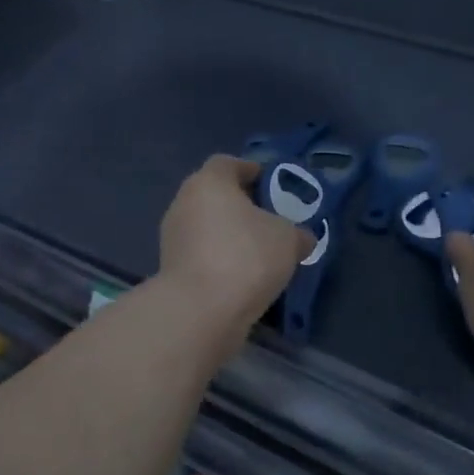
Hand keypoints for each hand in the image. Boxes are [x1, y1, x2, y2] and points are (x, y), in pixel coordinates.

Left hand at [158, 155, 312, 329]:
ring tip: (259, 253)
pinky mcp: (170, 269)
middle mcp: (183, 203)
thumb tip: (303, 238)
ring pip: (206, 227)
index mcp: (208, 182)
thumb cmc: (246, 257)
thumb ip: (297, 233)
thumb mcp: (288, 239)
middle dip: (240, 206)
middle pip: (214, 196)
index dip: (250, 170)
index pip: (227, 164)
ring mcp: (173, 238)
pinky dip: (219, 260)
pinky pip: (201, 255)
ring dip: (229, 235)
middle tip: (269, 220)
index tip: (270, 185)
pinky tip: (242, 277)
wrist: (201, 310)